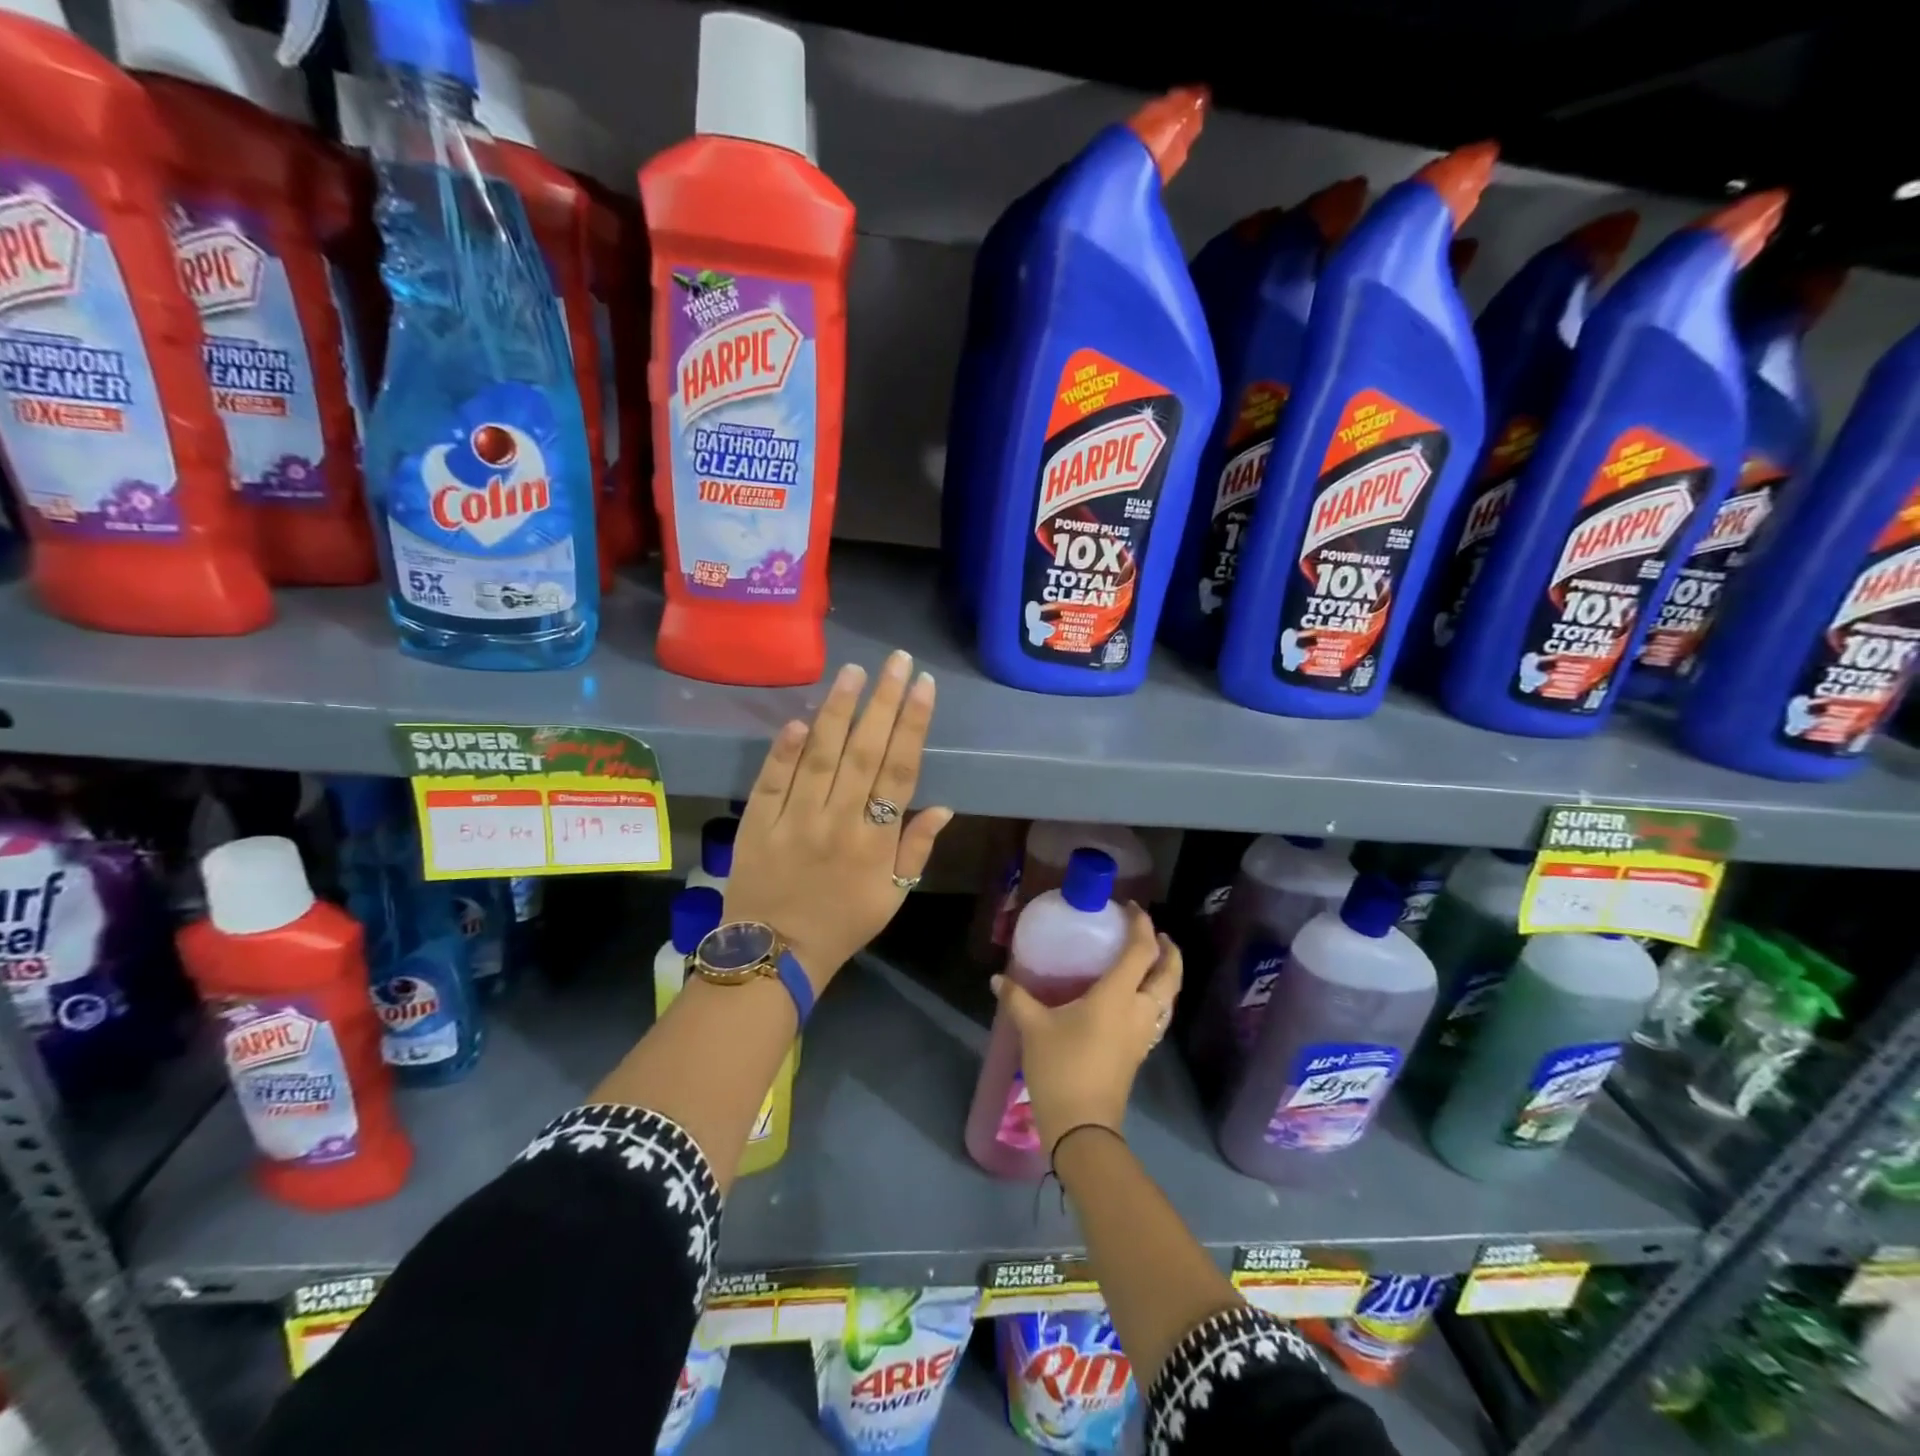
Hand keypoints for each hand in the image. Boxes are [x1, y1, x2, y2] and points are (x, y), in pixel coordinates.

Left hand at [724, 650, 953, 991]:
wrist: (774, 953)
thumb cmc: (843, 923)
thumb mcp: (894, 895)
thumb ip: (917, 849)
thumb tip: (944, 807)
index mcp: (875, 841)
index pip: (900, 771)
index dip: (912, 725)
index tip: (922, 685)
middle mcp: (838, 822)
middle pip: (865, 752)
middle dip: (883, 701)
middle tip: (895, 660)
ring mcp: (795, 819)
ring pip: (820, 756)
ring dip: (838, 711)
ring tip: (853, 672)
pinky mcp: (759, 821)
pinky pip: (773, 780)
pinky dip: (784, 750)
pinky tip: (799, 719)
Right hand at [991, 906, 1182, 1155]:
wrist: (1082, 1127)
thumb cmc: (1061, 1068)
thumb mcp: (1033, 1028)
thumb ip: (1017, 998)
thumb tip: (998, 979)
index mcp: (1117, 996)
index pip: (1141, 951)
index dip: (1141, 925)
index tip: (1132, 908)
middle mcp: (1139, 1010)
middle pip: (1169, 974)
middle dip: (1168, 950)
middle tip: (1155, 933)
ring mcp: (1143, 1035)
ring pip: (1168, 996)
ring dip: (1167, 974)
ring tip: (1152, 961)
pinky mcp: (1140, 1053)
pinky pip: (1159, 1015)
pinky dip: (1157, 996)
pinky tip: (1138, 998)